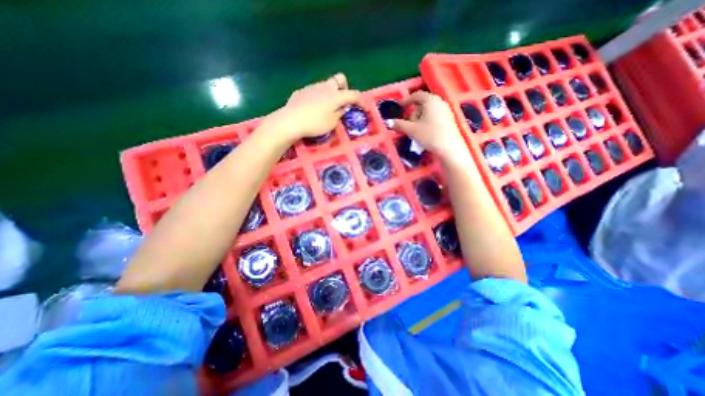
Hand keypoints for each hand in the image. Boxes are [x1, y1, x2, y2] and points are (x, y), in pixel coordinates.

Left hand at [258, 75, 359, 142]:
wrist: (290, 121)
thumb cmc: (315, 124)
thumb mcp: (332, 123)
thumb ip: (339, 114)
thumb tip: (342, 108)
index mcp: (335, 95)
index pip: (353, 95)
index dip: (361, 101)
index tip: (365, 108)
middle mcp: (325, 87)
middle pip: (339, 79)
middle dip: (344, 88)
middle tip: (342, 101)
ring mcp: (312, 87)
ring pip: (326, 85)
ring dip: (330, 94)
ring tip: (327, 109)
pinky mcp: (301, 92)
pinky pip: (314, 92)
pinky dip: (318, 98)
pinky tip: (313, 109)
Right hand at [390, 89, 466, 161]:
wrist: (449, 148)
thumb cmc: (430, 135)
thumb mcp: (412, 130)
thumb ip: (399, 124)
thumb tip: (389, 122)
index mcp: (430, 100)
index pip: (416, 95)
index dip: (406, 100)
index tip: (400, 107)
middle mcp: (439, 102)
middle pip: (422, 103)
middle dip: (413, 112)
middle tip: (408, 123)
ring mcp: (445, 110)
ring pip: (428, 110)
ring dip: (419, 118)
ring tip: (416, 130)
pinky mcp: (448, 119)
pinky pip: (434, 116)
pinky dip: (426, 121)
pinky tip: (424, 132)